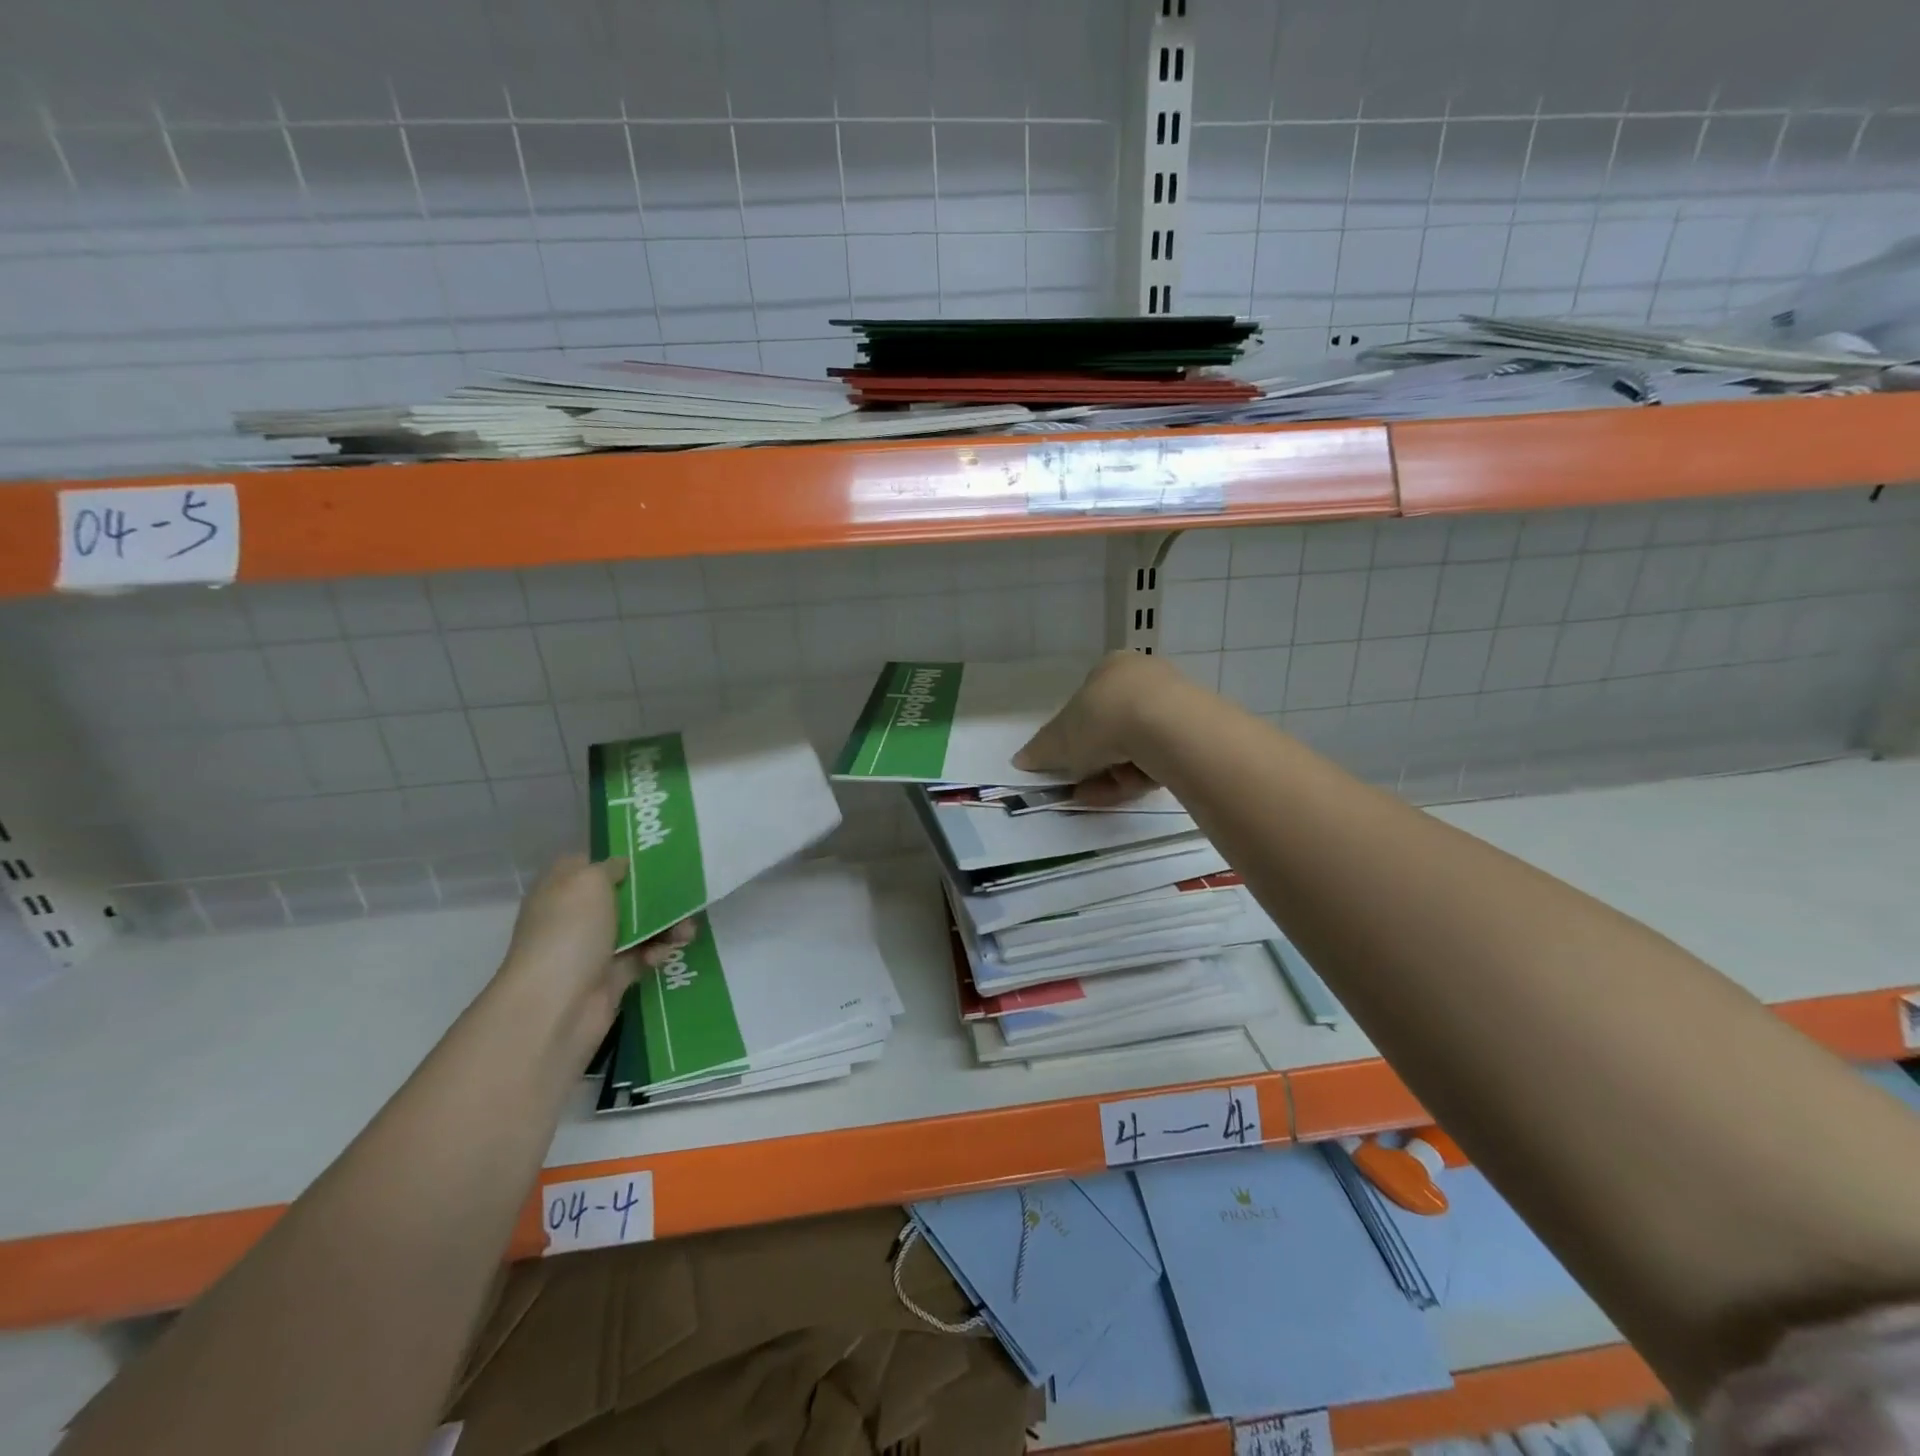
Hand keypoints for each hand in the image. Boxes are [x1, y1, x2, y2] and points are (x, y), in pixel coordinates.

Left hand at [499, 855, 693, 1056]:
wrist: (557, 1005)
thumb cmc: (570, 932)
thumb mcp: (588, 881)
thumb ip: (610, 866)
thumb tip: (622, 866)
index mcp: (562, 887)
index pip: (593, 864)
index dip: (623, 858)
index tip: (658, 857)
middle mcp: (576, 915)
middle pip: (624, 896)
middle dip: (656, 895)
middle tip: (687, 894)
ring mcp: (593, 947)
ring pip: (639, 927)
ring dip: (665, 926)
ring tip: (687, 931)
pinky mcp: (612, 975)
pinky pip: (643, 955)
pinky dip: (656, 952)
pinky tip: (662, 955)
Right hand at [1013, 651, 1190, 805]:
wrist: (1167, 726)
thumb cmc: (1104, 719)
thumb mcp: (1059, 739)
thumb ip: (1040, 750)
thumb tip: (1021, 760)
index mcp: (1110, 668)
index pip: (1087, 703)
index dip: (1073, 737)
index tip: (1066, 763)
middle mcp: (1144, 679)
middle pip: (1112, 730)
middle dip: (1093, 762)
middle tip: (1079, 785)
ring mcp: (1174, 705)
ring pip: (1134, 748)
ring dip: (1111, 775)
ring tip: (1096, 795)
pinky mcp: (1195, 733)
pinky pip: (1158, 759)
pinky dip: (1139, 777)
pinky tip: (1126, 791)